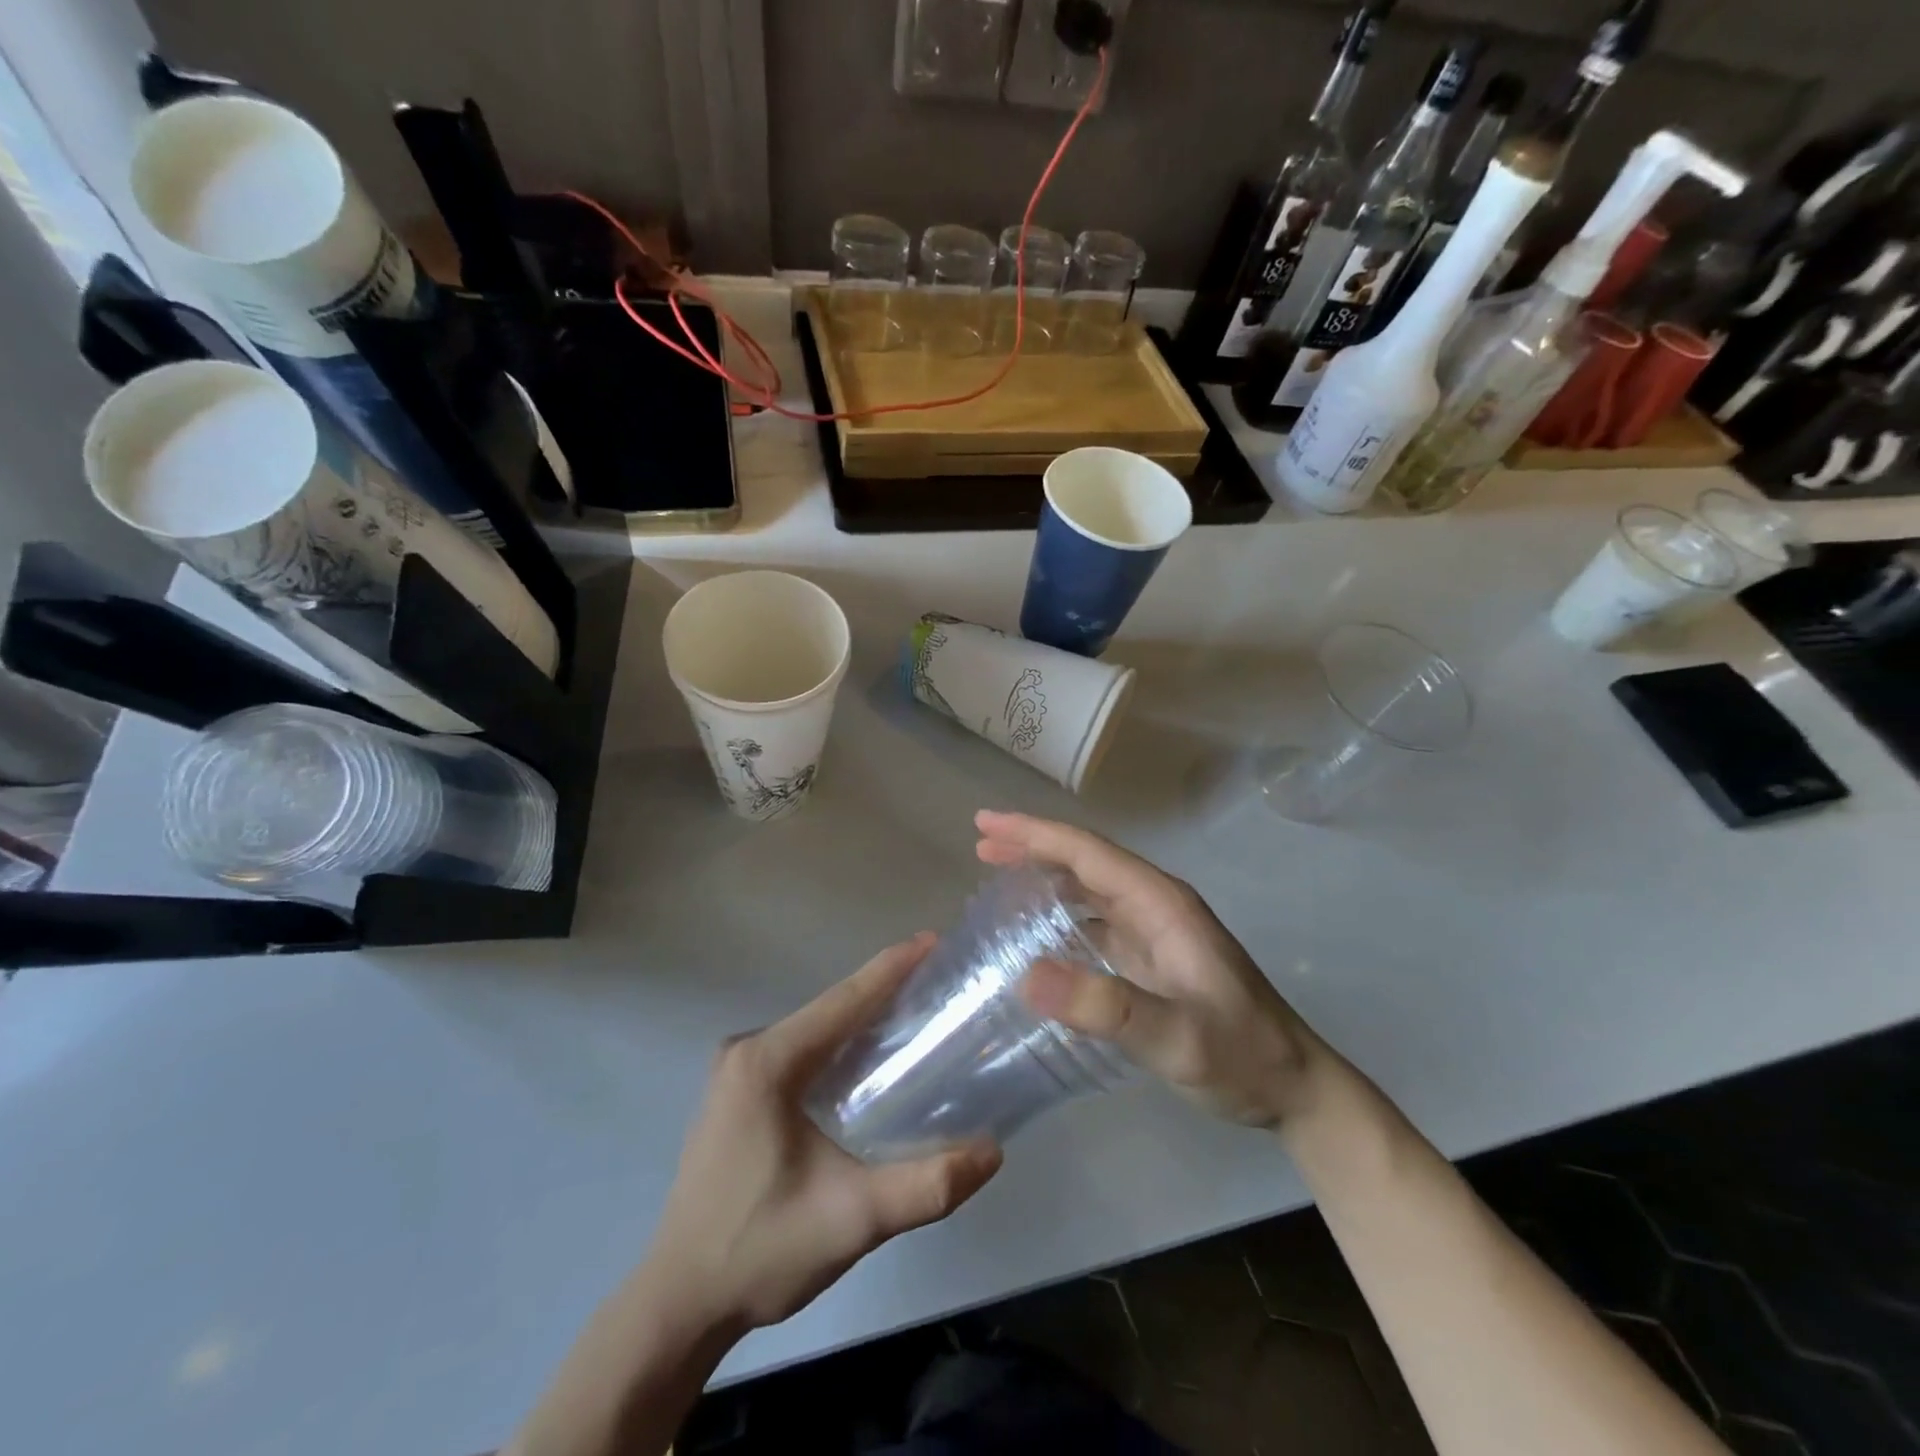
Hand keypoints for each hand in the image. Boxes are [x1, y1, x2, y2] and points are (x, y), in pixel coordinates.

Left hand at [642, 935, 1002, 1334]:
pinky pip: (799, 1052)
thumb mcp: (852, 1220)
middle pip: (830, 1010)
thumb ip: (926, 1186)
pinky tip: (870, 1061)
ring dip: (863, 1021)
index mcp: (766, 1062)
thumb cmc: (759, 1251)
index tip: (935, 941)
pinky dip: (839, 1047)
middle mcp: (746, 1051)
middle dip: (885, 992)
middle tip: (940, 982)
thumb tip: (993, 1152)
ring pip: (815, 1030)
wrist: (677, 1305)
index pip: (843, 1000)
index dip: (892, 968)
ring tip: (918, 1014)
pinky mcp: (736, 1094)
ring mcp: (735, 1072)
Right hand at [977, 810, 1329, 1129]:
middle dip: (1032, 846)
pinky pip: (1096, 920)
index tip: (986, 824)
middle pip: (1085, 861)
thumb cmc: (1241, 1056)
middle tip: (981, 843)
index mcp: (1161, 904)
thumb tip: (1026, 975)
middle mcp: (1156, 906)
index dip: (1035, 833)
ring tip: (997, 874)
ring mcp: (1155, 932)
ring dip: (1045, 875)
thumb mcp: (1176, 1037)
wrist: (1296, 1089)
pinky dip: (1061, 913)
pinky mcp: (1153, 958)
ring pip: (1089, 888)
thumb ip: (1107, 1008)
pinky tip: (1038, 932)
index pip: (1088, 853)